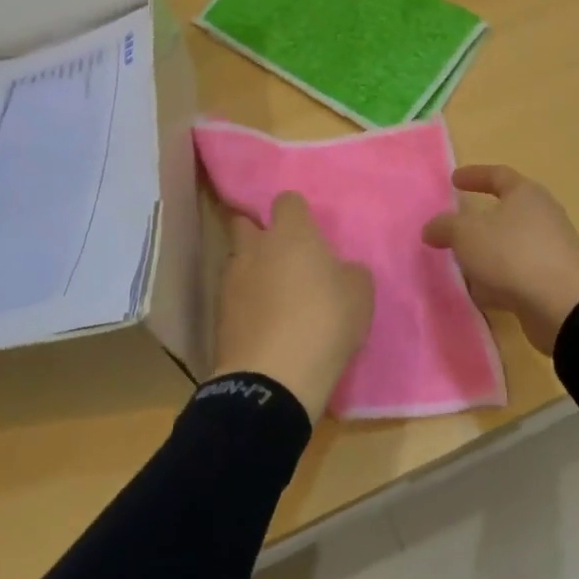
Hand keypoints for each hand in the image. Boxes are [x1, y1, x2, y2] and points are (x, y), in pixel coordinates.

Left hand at [213, 192, 373, 422]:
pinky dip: (245, 304)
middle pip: (245, 224)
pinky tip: (263, 324)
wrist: (272, 378)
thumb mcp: (360, 294)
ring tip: (274, 298)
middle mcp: (255, 248)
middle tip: (283, 259)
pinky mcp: (218, 314)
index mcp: (291, 234)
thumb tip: (339, 270)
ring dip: (252, 271)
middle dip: (260, 235)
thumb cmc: (324, 322)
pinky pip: (233, 297)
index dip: (298, 213)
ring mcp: (231, 280)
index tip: (309, 233)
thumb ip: (349, 272)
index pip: (287, 201)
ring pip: (238, 261)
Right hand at [422, 165, 578, 355]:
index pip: (498, 175)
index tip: (454, 180)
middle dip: (477, 223)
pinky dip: (498, 281)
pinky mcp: (552, 282)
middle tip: (453, 229)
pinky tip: (481, 295)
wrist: (566, 308)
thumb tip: (432, 229)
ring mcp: (550, 251)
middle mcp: (543, 217)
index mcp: (526, 195)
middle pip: (505, 213)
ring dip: (485, 256)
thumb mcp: (467, 234)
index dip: (475, 175)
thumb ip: (445, 227)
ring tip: (460, 267)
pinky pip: (517, 275)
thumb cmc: (513, 255)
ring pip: (509, 247)